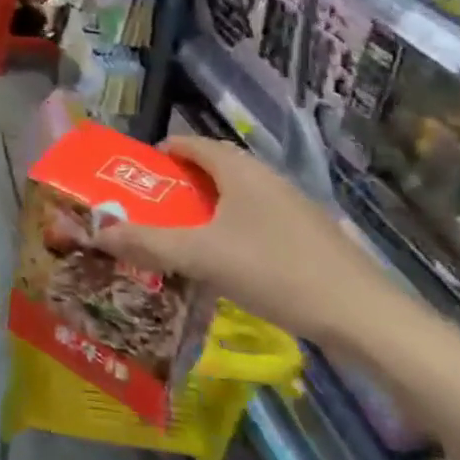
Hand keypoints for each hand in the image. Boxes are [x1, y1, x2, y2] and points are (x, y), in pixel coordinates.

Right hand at [92, 137, 404, 348]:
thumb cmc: (273, 270)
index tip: (133, 177)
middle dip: (177, 186)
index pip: (190, 143)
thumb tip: (97, 233)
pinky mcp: (308, 234)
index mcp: (239, 169)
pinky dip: (229, 229)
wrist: (363, 316)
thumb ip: (147, 243)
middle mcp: (265, 177)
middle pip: (212, 169)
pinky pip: (255, 219)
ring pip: (235, 196)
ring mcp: (292, 205)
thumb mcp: (200, 257)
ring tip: (177, 237)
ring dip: (204, 210)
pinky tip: (223, 262)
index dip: (159, 154)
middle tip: (148, 211)